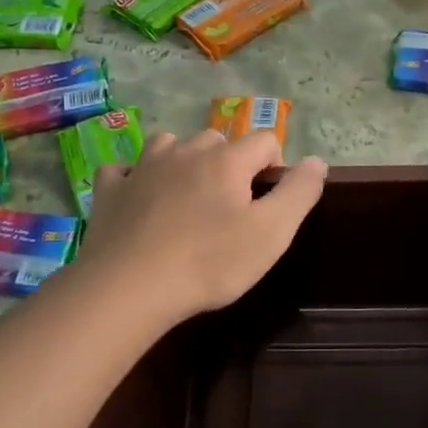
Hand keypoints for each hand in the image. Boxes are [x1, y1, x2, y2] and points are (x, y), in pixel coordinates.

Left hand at [77, 129, 326, 327]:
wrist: (129, 287)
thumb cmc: (209, 262)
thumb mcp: (271, 234)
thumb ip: (298, 192)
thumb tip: (317, 160)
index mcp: (226, 160)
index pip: (264, 140)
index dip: (274, 166)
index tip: (268, 202)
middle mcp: (185, 151)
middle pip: (217, 141)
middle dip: (229, 164)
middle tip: (229, 208)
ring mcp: (142, 167)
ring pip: (170, 145)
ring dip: (182, 161)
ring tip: (186, 197)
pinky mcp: (110, 190)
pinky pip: (124, 170)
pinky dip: (133, 178)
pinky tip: (137, 198)